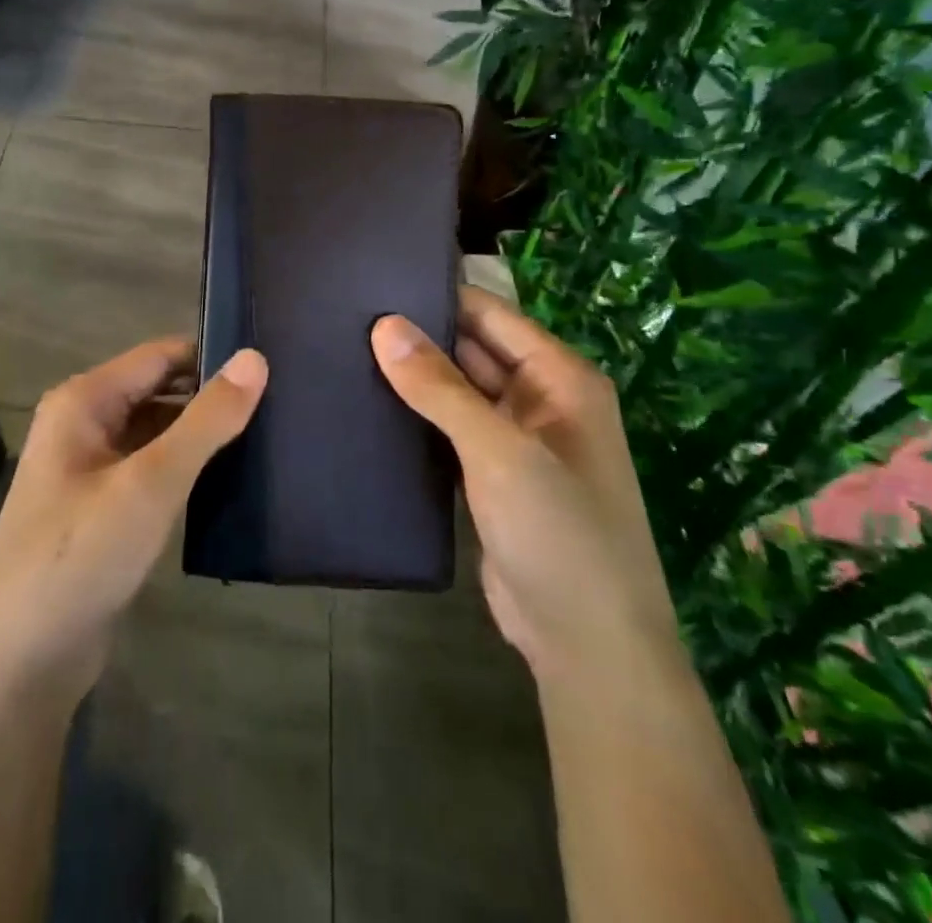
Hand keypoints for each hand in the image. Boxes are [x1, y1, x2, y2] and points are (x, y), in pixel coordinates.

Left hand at [0, 340, 268, 707]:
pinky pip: (152, 470)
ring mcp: (90, 469)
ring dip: (202, 435)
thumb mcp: (151, 483)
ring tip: (270, 435)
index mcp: (84, 401)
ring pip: (157, 433)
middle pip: (159, 392)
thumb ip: (206, 420)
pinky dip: (187, 469)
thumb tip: (256, 357)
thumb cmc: (81, 556)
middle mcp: (83, 424)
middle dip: (211, 397)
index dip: (212, 356)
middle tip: (282, 402)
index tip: (273, 363)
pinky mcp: (102, 509)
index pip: (160, 356)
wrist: (20, 663)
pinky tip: (232, 479)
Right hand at [371, 288, 679, 687]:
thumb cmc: (558, 533)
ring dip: (413, 377)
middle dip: (418, 335)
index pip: (490, 315)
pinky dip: (416, 416)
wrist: (587, 647)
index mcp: (559, 377)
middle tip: (345, 317)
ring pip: (456, 390)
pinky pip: (448, 429)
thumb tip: (384, 325)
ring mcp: (514, 439)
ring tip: (344, 350)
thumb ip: (440, 387)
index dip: (437, 297)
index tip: (372, 284)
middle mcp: (539, 399)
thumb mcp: (499, 451)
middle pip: (471, 349)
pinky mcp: (489, 475)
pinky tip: (368, 404)